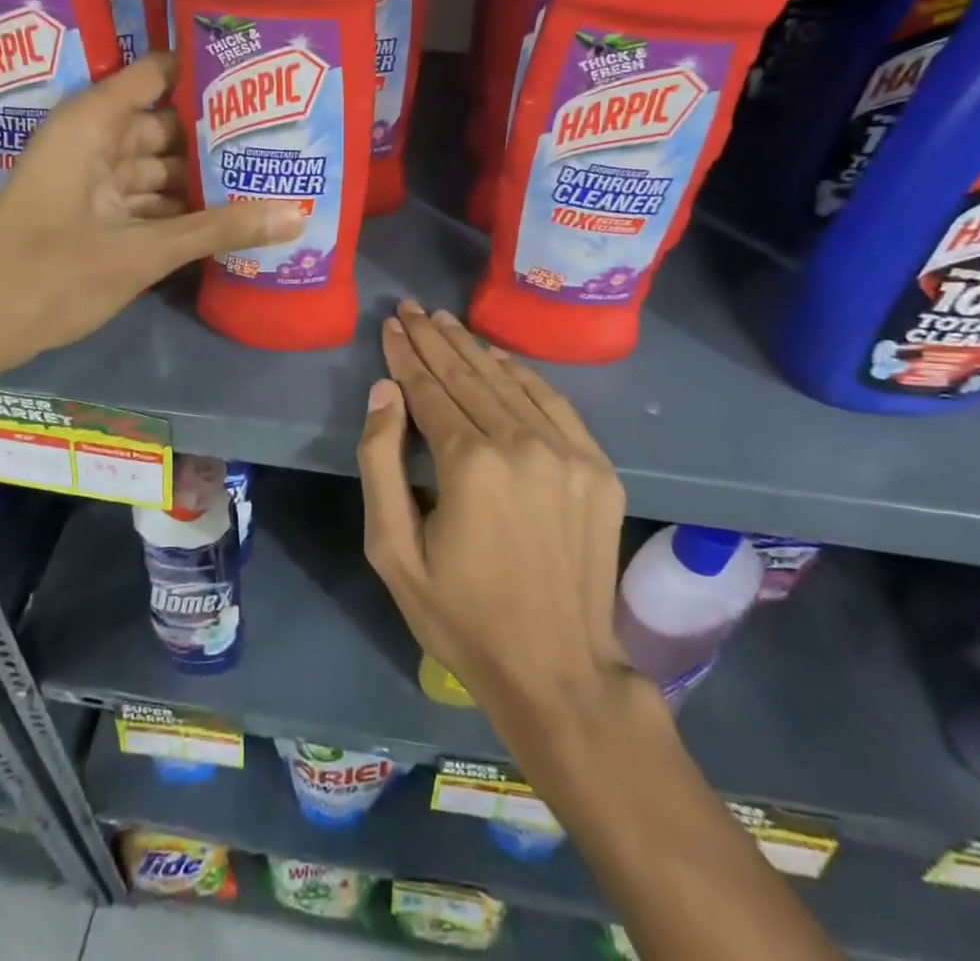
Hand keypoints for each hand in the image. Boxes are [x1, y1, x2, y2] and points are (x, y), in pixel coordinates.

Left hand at [0, 53, 300, 370]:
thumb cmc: (51, 274)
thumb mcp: (143, 252)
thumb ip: (218, 230)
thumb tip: (296, 216)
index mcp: (93, 124)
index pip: (158, 75)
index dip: (206, 74)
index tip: (261, 80)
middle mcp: (92, 141)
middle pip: (165, 126)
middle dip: (215, 137)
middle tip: (279, 139)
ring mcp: (90, 180)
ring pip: (157, 168)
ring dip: (201, 180)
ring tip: (264, 178)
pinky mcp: (91, 214)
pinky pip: (144, 199)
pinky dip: (177, 209)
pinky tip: (224, 219)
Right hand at [357, 302, 630, 717]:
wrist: (558, 671)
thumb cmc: (461, 616)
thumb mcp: (394, 551)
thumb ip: (381, 463)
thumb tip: (383, 391)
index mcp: (470, 463)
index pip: (429, 389)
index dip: (406, 355)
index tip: (392, 325)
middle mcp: (522, 443)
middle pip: (469, 375)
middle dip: (435, 339)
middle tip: (413, 309)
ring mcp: (568, 453)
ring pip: (510, 383)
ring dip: (474, 349)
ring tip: (447, 322)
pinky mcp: (598, 468)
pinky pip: (555, 404)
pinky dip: (523, 376)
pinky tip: (500, 359)